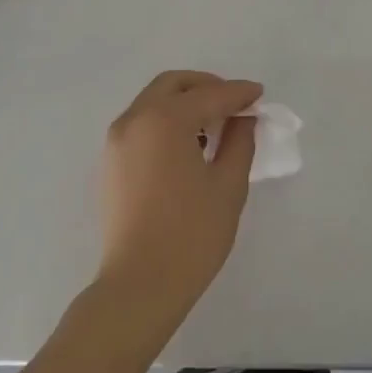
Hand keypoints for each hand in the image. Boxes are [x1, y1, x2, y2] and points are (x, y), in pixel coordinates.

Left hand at [94, 71, 262, 331]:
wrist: (139, 287)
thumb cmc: (191, 235)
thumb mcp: (228, 185)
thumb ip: (240, 141)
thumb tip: (243, 118)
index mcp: (164, 120)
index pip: (209, 95)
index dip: (238, 93)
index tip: (260, 95)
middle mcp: (135, 120)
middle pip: (174, 85)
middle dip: (207, 87)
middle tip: (234, 103)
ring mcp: (117, 141)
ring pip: (154, 101)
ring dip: (185, 102)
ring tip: (215, 125)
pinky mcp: (111, 162)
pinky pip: (142, 123)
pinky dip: (167, 119)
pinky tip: (189, 144)